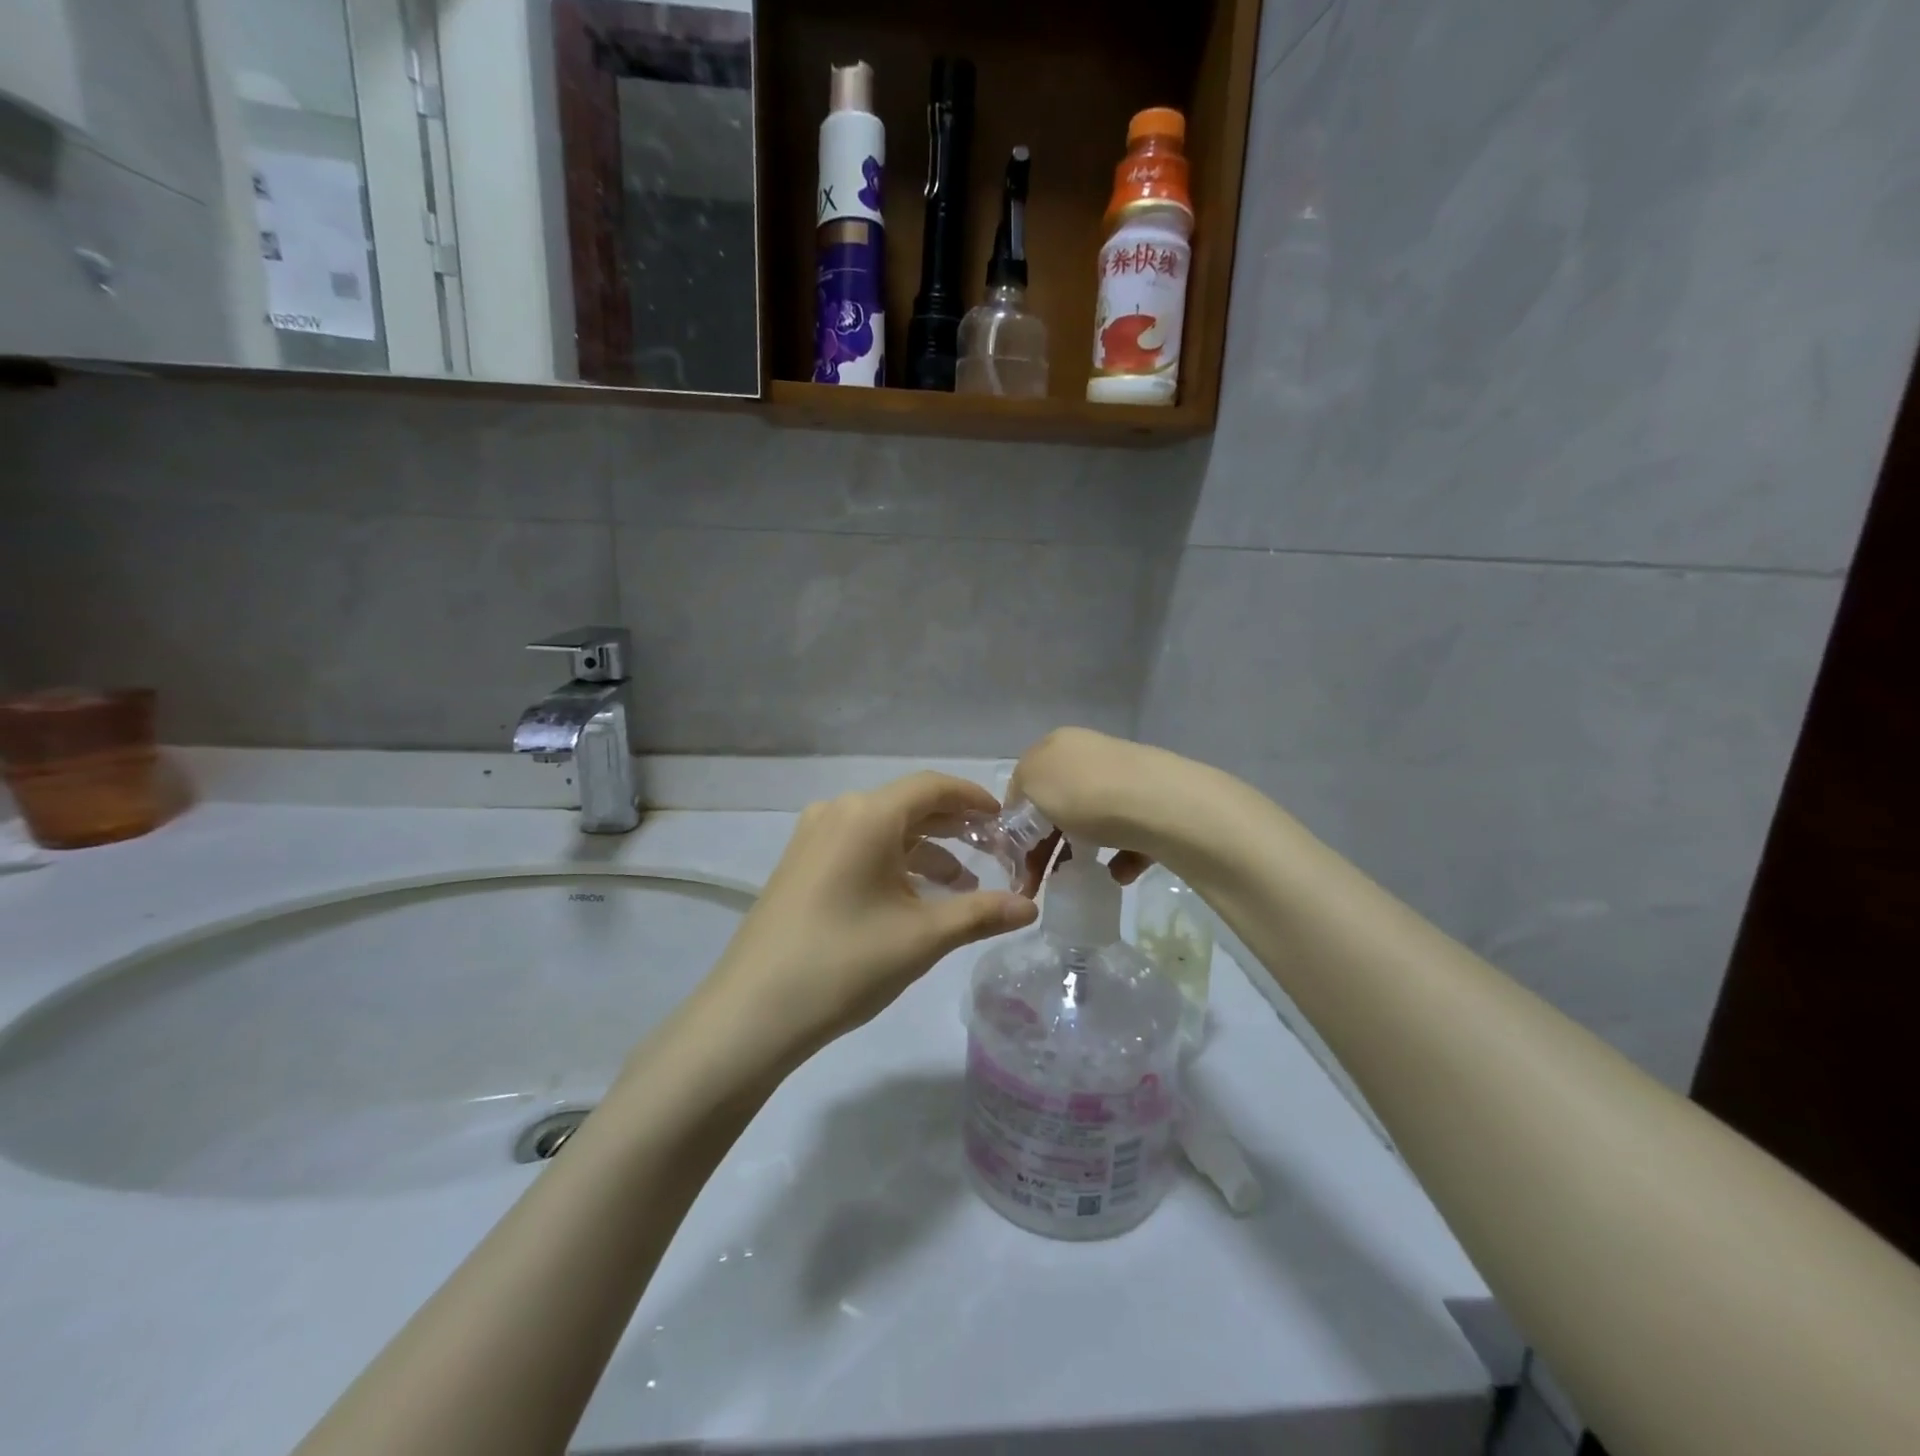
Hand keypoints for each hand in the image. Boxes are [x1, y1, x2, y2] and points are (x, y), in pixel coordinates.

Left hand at [703, 772, 1038, 1065]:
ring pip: (883, 829)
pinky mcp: (800, 864)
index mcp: (867, 815)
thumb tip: (1030, 907)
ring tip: (964, 885)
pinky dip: (894, 862)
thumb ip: (980, 914)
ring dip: (926, 850)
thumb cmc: (844, 964)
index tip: (1006, 821)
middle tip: (996, 852)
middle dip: (955, 826)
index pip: (933, 787)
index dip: (974, 799)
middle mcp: (838, 812)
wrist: (751, 1012)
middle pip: (908, 805)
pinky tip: (916, 897)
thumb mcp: (922, 938)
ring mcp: (813, 838)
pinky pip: (859, 847)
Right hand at [1007, 728, 1202, 891]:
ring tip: (1074, 878)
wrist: (1160, 805)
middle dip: (1044, 843)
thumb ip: (1018, 792)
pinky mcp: (1156, 807)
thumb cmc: (1084, 792)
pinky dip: (1119, 857)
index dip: (1015, 818)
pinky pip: (1129, 836)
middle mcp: (1093, 755)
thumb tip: (1023, 808)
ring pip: (1093, 820)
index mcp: (1059, 744)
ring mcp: (1127, 780)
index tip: (1012, 855)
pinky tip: (1117, 873)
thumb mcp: (1032, 782)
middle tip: (1035, 879)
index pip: (1026, 780)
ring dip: (1080, 850)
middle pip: (1059, 803)